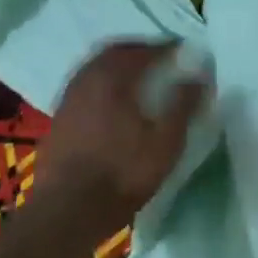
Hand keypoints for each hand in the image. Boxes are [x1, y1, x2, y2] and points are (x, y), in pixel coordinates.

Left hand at [40, 42, 208, 233]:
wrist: (67, 210)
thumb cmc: (122, 174)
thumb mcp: (165, 143)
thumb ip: (183, 105)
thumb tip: (199, 76)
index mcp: (113, 76)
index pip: (144, 50)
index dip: (166, 48)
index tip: (183, 50)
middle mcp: (87, 77)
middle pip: (115, 51)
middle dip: (139, 50)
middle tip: (159, 58)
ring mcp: (69, 95)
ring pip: (96, 66)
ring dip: (118, 65)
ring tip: (137, 78)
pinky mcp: (59, 115)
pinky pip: (85, 84)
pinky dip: (103, 82)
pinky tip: (112, 102)